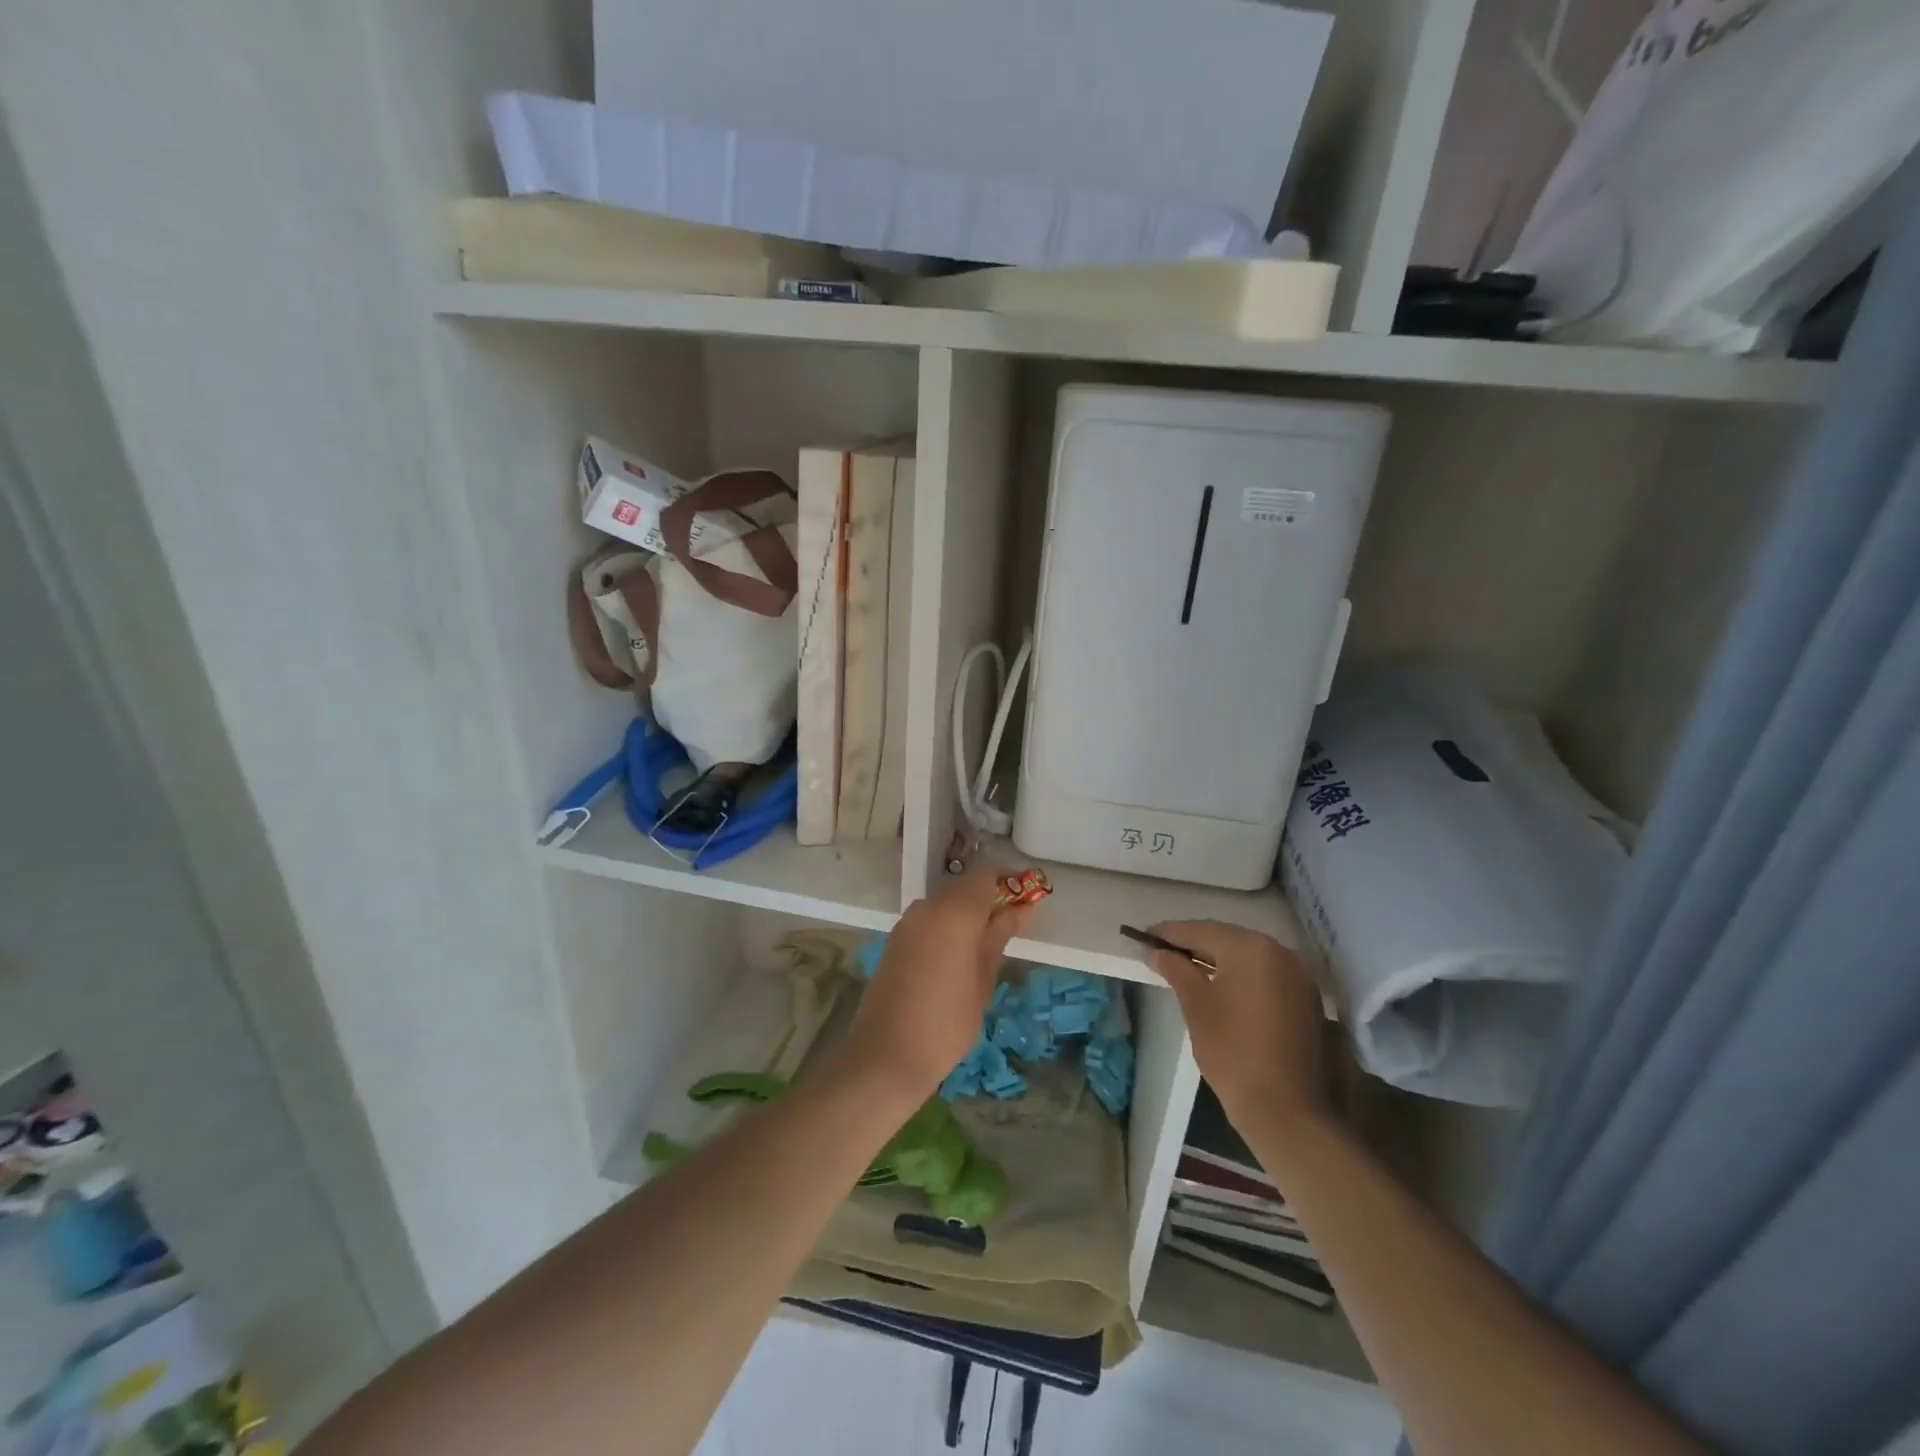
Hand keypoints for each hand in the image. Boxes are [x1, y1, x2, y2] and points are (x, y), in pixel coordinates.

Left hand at [839, 868, 1037, 1102]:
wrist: (887, 1054)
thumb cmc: (948, 1020)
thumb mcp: (984, 977)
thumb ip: (1001, 935)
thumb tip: (1024, 908)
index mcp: (955, 910)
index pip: (987, 874)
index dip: (1009, 882)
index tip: (1027, 900)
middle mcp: (928, 905)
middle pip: (964, 886)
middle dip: (989, 899)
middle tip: (1012, 926)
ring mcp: (907, 921)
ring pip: (945, 902)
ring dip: (967, 913)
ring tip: (987, 944)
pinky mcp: (895, 939)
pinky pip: (928, 919)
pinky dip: (947, 926)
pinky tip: (958, 955)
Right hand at [1144, 920, 1331, 1131]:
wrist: (1288, 1110)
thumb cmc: (1233, 1052)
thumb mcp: (1197, 1007)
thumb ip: (1177, 971)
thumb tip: (1158, 952)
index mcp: (1250, 948)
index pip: (1201, 930)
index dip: (1170, 933)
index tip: (1144, 936)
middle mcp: (1279, 952)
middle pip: (1227, 938)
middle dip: (1194, 943)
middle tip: (1163, 952)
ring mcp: (1298, 975)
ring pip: (1248, 955)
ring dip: (1218, 958)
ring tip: (1187, 968)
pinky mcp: (1306, 998)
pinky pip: (1265, 974)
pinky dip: (1241, 975)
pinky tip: (1220, 987)